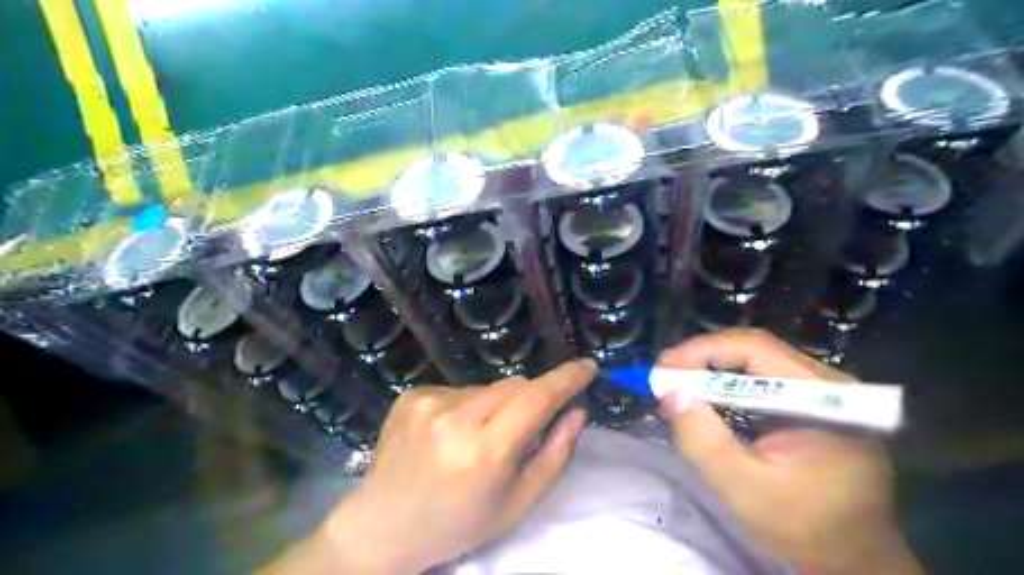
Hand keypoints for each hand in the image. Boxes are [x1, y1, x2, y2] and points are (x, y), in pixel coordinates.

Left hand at [320, 361, 593, 573]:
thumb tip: (577, 410)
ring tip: (474, 440)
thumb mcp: (518, 502)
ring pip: (487, 387)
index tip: (588, 366)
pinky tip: (448, 435)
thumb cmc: (459, 522)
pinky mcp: (411, 395)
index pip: (537, 398)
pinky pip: (459, 389)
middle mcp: (454, 419)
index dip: (567, 378)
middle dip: (529, 400)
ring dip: (494, 406)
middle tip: (518, 431)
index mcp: (485, 451)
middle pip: (515, 385)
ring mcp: (428, 402)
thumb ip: (556, 454)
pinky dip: (466, 406)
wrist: (384, 526)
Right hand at [660, 329, 924, 574]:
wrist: (852, 560)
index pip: (756, 349)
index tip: (664, 369)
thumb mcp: (746, 491)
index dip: (703, 350)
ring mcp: (820, 392)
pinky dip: (724, 385)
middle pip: (753, 350)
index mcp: (825, 398)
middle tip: (664, 377)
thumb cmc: (805, 529)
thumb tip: (672, 392)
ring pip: (753, 362)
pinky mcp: (808, 404)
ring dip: (710, 370)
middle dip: (702, 359)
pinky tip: (703, 400)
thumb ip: (706, 443)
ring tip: (677, 388)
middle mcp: (826, 383)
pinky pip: (758, 379)